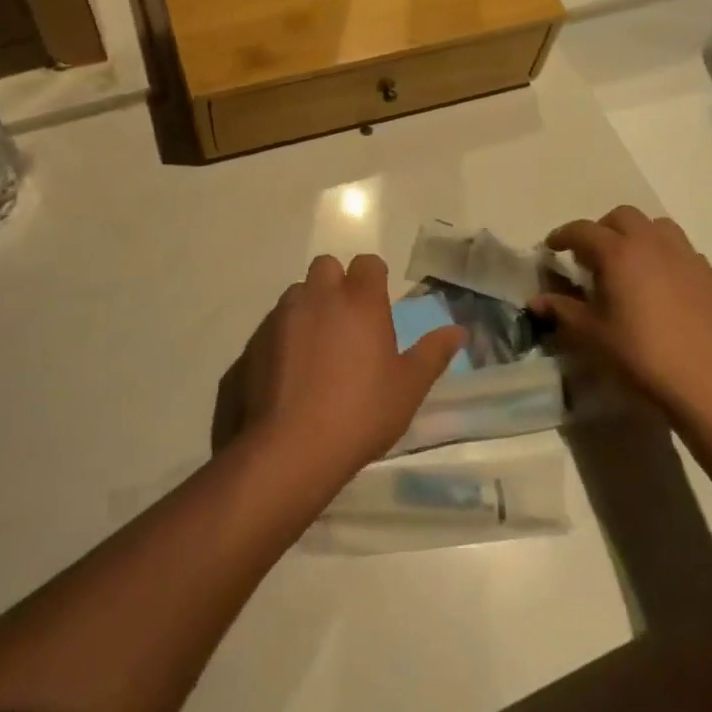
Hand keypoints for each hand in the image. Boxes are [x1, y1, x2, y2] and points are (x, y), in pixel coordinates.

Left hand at [237, 254, 465, 486]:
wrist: (291, 448)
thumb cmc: (361, 414)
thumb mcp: (408, 388)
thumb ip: (432, 354)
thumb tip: (458, 331)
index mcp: (360, 302)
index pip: (367, 263)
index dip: (373, 278)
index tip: (378, 303)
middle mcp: (319, 297)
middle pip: (326, 267)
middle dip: (336, 284)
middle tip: (346, 321)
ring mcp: (282, 316)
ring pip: (297, 293)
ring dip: (308, 308)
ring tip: (316, 347)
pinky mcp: (254, 340)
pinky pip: (272, 324)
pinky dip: (283, 335)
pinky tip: (289, 370)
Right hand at [534, 206, 711, 424]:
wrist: (704, 381)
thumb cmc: (639, 354)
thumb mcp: (591, 334)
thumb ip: (562, 310)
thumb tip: (536, 301)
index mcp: (618, 253)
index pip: (583, 230)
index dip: (563, 235)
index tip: (552, 247)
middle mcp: (651, 243)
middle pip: (622, 216)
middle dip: (602, 229)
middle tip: (592, 256)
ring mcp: (684, 256)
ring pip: (656, 226)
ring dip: (637, 235)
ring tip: (629, 262)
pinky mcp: (707, 274)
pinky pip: (681, 249)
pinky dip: (664, 254)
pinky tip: (660, 282)